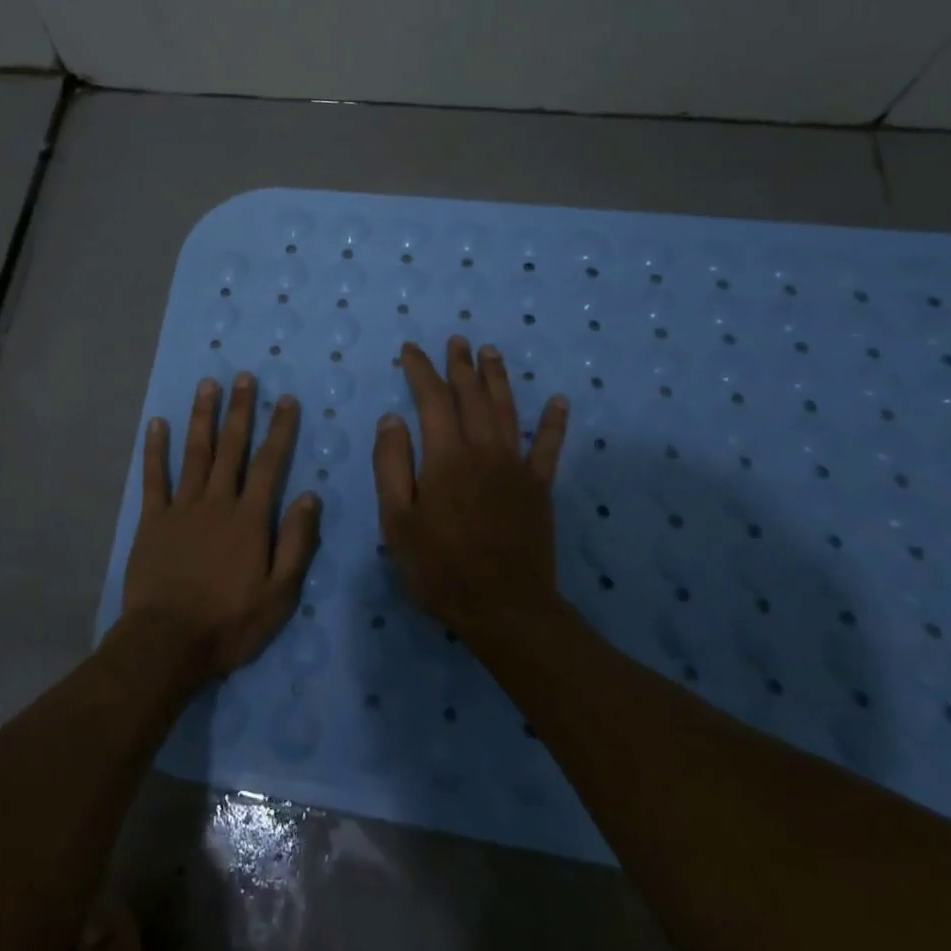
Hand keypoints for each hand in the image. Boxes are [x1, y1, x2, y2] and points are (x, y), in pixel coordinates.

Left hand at [120, 374, 320, 677]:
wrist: (168, 642)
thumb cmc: (230, 623)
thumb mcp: (280, 595)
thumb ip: (296, 543)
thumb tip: (311, 497)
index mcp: (250, 518)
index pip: (270, 463)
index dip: (279, 429)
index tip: (285, 400)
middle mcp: (217, 502)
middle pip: (231, 448)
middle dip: (240, 410)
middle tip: (243, 377)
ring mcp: (182, 507)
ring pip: (195, 452)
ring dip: (202, 417)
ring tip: (207, 385)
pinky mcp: (153, 520)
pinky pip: (154, 477)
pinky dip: (155, 449)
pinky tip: (157, 424)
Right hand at [373, 337, 569, 635]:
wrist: (504, 609)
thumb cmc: (440, 567)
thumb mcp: (397, 520)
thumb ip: (392, 464)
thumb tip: (393, 418)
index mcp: (446, 456)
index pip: (432, 399)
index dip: (421, 370)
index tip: (411, 350)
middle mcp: (484, 450)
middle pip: (472, 396)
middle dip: (461, 365)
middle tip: (456, 341)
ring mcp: (516, 467)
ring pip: (507, 410)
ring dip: (498, 379)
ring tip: (490, 352)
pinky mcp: (539, 488)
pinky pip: (548, 447)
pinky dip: (553, 422)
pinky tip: (558, 401)